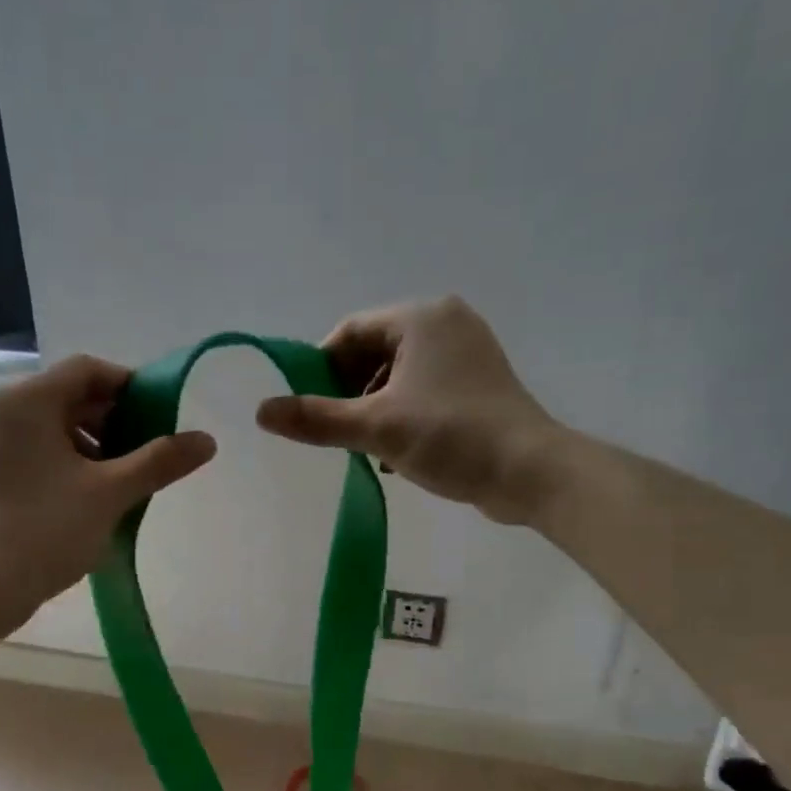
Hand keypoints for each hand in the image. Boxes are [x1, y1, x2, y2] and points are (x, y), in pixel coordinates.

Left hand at [0, 355, 216, 613]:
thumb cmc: (48, 529)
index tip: (160, 418)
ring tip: (121, 479)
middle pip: (68, 395)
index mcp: (25, 400)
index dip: (129, 387)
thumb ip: (160, 461)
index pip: (87, 370)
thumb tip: (207, 440)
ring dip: (92, 442)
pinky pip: (34, 447)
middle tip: (145, 453)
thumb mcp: (112, 492)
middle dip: (113, 420)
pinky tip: (89, 493)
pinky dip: (66, 459)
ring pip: (51, 424)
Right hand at [256, 296, 556, 523]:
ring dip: (373, 410)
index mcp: (421, 318)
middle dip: (348, 393)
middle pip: (374, 353)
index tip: (305, 407)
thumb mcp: (376, 428)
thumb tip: (261, 411)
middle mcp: (446, 324)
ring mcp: (467, 356)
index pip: (350, 332)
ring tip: (364, 449)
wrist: (530, 472)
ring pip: (398, 376)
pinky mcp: (478, 386)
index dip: (320, 368)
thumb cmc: (450, 437)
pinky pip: (424, 392)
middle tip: (334, 432)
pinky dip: (402, 417)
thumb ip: (317, 419)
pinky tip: (394, 455)